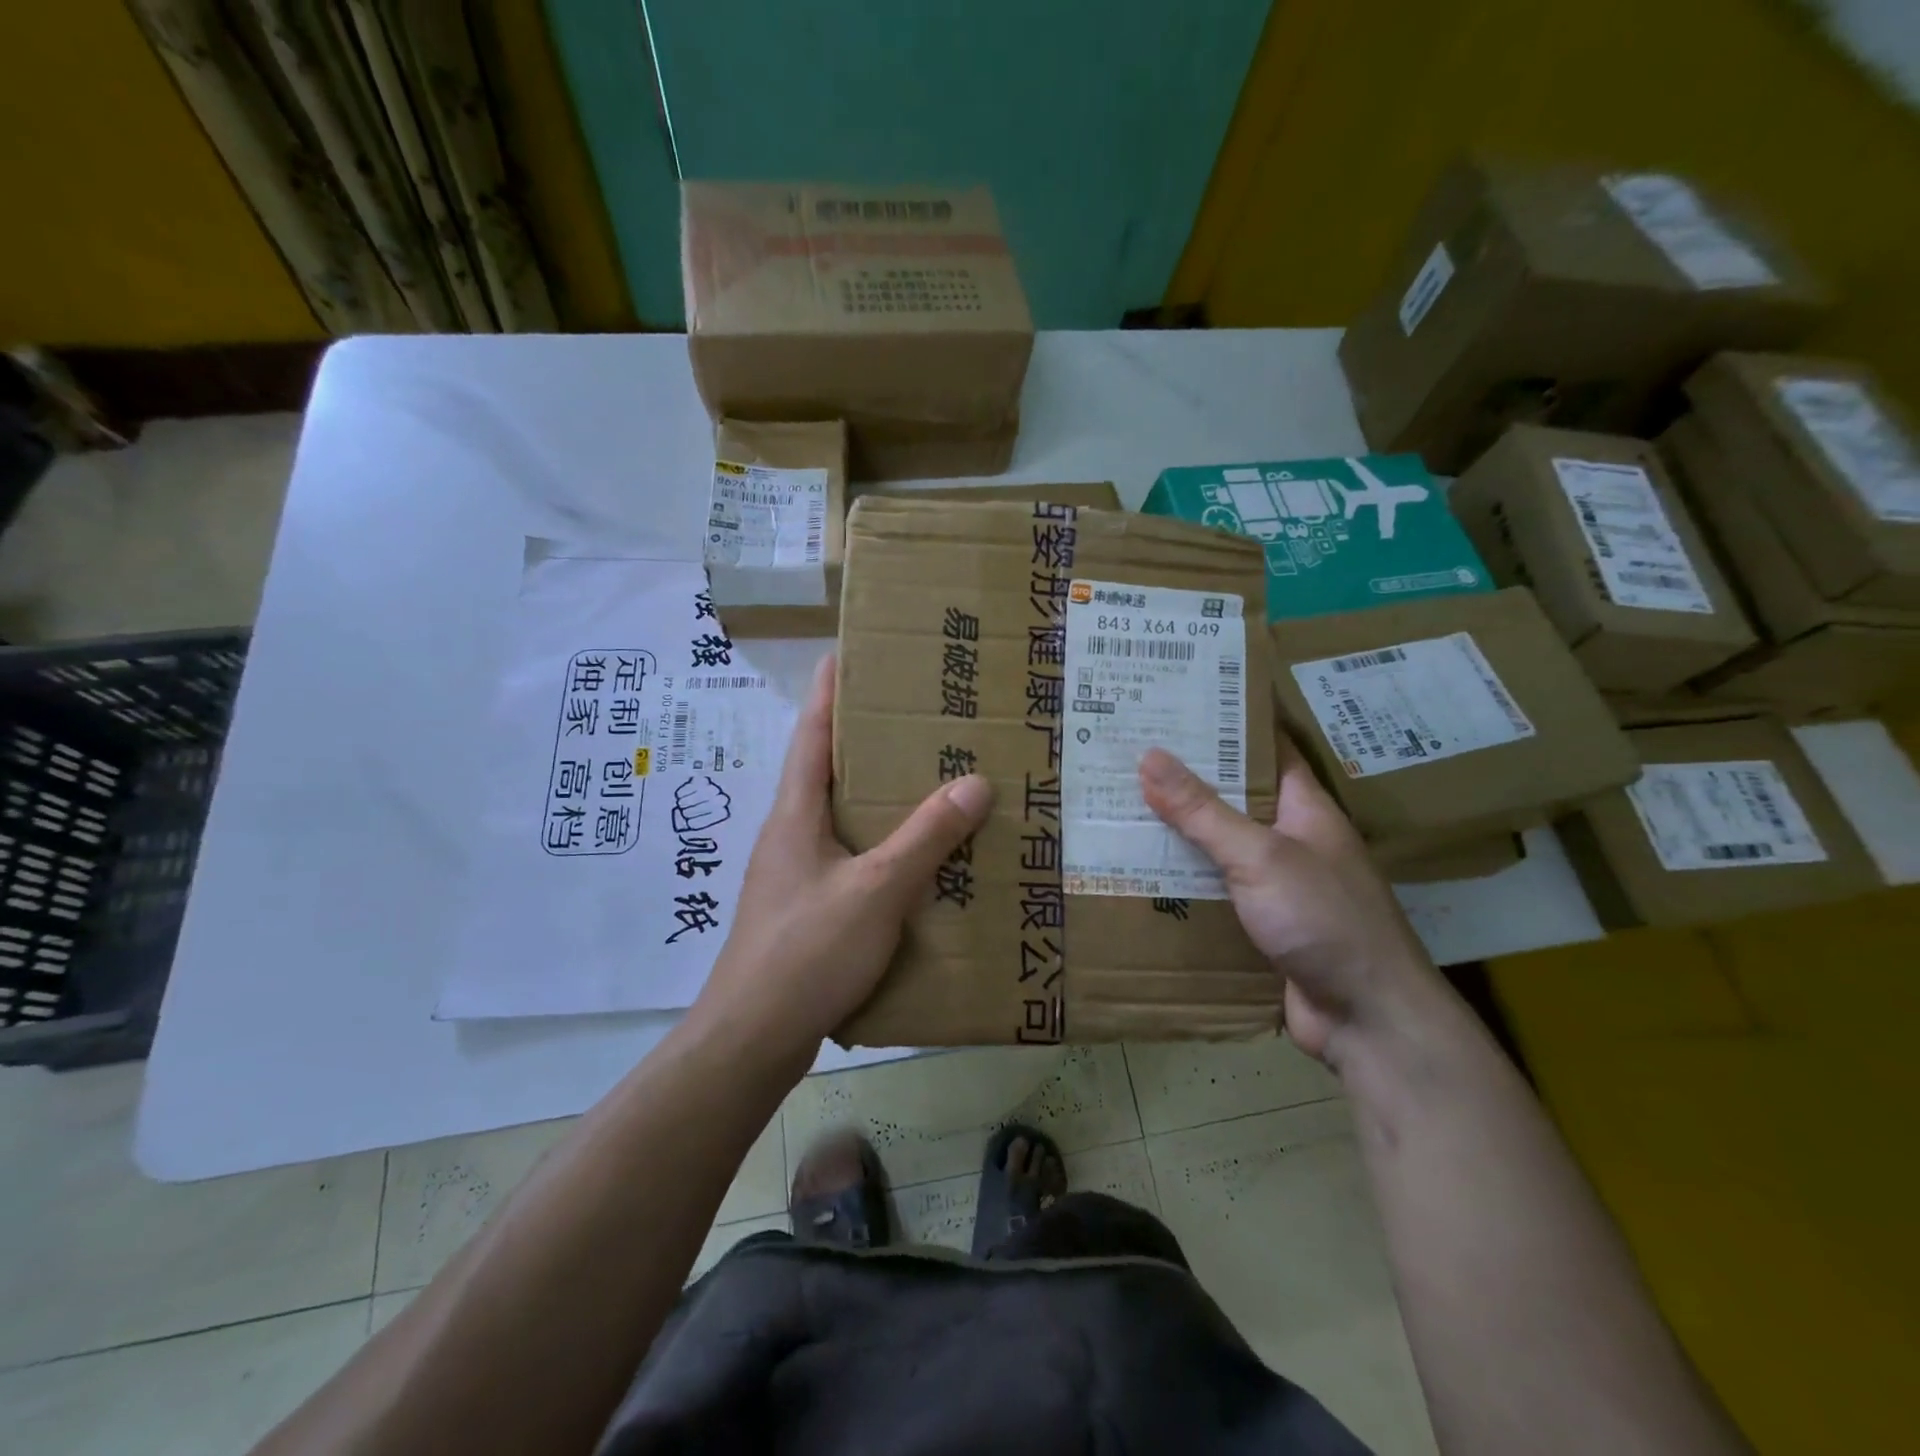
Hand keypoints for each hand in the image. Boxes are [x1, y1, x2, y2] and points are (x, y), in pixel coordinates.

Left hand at [690, 653, 992, 1069]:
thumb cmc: (807, 951)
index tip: (847, 653)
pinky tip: (913, 859)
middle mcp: (789, 834)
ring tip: (925, 779)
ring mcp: (794, 874)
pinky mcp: (806, 909)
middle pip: (826, 771)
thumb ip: (925, 837)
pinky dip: (878, 844)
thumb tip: (974, 781)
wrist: (752, 1037)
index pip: (811, 734)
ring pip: (840, 818)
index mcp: (795, 813)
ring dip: (875, 795)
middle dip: (864, 740)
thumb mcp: (876, 889)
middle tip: (914, 716)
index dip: (827, 692)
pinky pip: (848, 858)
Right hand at [1139, 742, 1436, 1065]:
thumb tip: (1150, 756)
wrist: (1368, 1021)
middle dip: (1183, 779)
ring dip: (1176, 832)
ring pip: (1216, 846)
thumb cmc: (1324, 920)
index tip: (1171, 705)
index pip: (1263, 748)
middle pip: (1231, 797)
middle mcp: (1289, 839)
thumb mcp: (1260, 856)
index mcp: (1304, 808)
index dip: (1222, 723)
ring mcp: (1274, 884)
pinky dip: (1181, 879)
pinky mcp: (1258, 924)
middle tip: (1124, 755)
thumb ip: (1204, 810)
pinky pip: (1213, 889)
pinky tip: (1137, 871)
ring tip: (1116, 805)